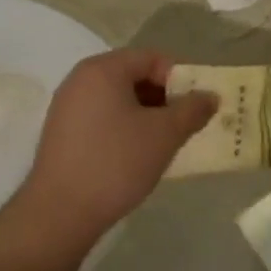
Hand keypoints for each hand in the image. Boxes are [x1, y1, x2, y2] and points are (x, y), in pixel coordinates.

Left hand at [15, 48, 215, 246]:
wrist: (61, 212)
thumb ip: (192, 110)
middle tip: (185, 125)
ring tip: (165, 143)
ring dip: (147, 116)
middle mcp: (80, 80)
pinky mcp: (63, 134)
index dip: (181, 78)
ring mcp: (67, 107)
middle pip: (134, 76)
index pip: (152, 58)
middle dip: (165, 98)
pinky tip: (138, 156)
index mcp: (103, 70)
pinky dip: (126, 129)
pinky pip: (103, 119)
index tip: (196, 106)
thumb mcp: (165, 135)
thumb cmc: (117, 163)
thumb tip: (210, 96)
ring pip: (119, 100)